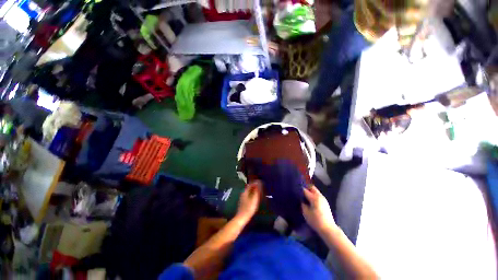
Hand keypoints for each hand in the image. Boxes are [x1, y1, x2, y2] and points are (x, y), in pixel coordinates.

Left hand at [236, 181, 261, 222]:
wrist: (242, 218)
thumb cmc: (249, 208)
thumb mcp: (254, 198)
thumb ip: (256, 190)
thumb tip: (258, 182)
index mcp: (245, 191)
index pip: (250, 184)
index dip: (255, 182)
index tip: (260, 181)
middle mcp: (243, 193)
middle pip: (249, 187)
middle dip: (254, 186)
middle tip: (260, 186)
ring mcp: (242, 198)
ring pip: (248, 191)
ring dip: (253, 190)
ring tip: (259, 191)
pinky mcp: (243, 202)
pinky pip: (248, 195)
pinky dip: (252, 194)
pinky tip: (255, 197)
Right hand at [302, 185, 336, 233]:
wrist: (328, 229)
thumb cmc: (316, 221)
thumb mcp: (306, 213)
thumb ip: (302, 204)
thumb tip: (301, 199)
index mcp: (314, 198)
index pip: (305, 190)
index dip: (299, 189)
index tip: (295, 190)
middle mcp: (319, 196)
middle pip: (312, 187)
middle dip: (306, 188)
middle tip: (300, 191)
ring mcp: (323, 199)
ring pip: (315, 191)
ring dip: (310, 191)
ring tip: (304, 196)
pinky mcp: (325, 203)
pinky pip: (318, 195)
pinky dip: (313, 195)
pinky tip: (310, 200)